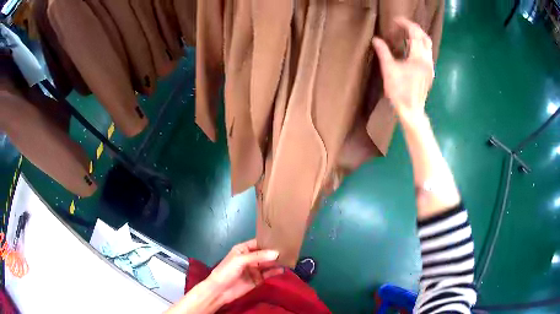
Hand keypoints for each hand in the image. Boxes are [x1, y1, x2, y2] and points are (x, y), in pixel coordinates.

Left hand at [206, 239, 283, 304]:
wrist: (220, 290)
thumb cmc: (227, 271)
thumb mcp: (241, 260)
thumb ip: (258, 256)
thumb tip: (277, 253)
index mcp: (243, 249)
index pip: (259, 242)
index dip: (269, 241)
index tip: (283, 238)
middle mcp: (250, 257)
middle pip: (265, 253)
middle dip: (276, 251)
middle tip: (291, 248)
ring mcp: (255, 269)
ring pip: (268, 263)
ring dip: (277, 261)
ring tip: (290, 258)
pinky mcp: (258, 279)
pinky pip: (269, 274)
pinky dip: (276, 271)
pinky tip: (284, 269)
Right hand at [372, 17, 434, 124]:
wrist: (412, 110)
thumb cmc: (400, 92)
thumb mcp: (389, 70)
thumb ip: (384, 52)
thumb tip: (376, 40)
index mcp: (418, 58)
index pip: (415, 34)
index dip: (406, 24)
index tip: (396, 21)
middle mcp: (428, 60)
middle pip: (425, 37)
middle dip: (414, 28)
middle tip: (402, 25)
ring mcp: (430, 67)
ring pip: (428, 45)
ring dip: (418, 36)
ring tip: (406, 34)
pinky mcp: (430, 72)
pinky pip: (427, 53)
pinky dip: (420, 45)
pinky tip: (411, 47)